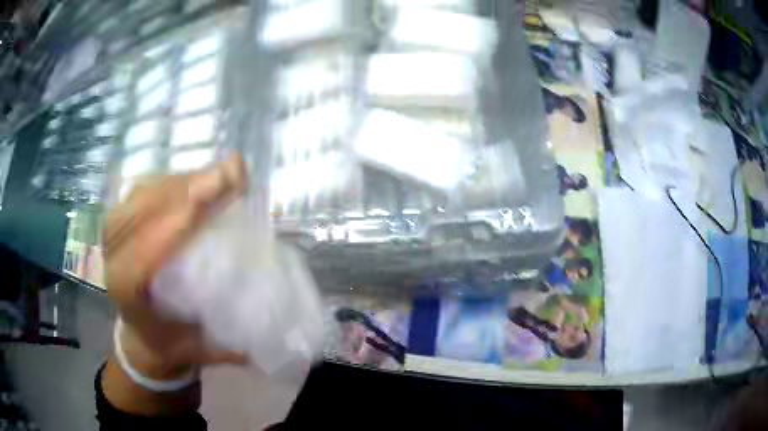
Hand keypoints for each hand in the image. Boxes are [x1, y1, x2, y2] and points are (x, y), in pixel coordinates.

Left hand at [104, 155, 247, 379]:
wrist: (141, 335)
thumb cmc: (168, 343)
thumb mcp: (196, 352)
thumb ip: (223, 346)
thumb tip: (260, 333)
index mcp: (126, 294)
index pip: (146, 251)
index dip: (177, 222)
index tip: (213, 197)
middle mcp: (112, 258)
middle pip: (142, 212)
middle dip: (185, 190)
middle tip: (228, 173)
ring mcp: (112, 235)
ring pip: (142, 195)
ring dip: (182, 182)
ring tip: (219, 174)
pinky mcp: (119, 221)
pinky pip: (141, 190)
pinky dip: (170, 181)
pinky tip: (195, 179)